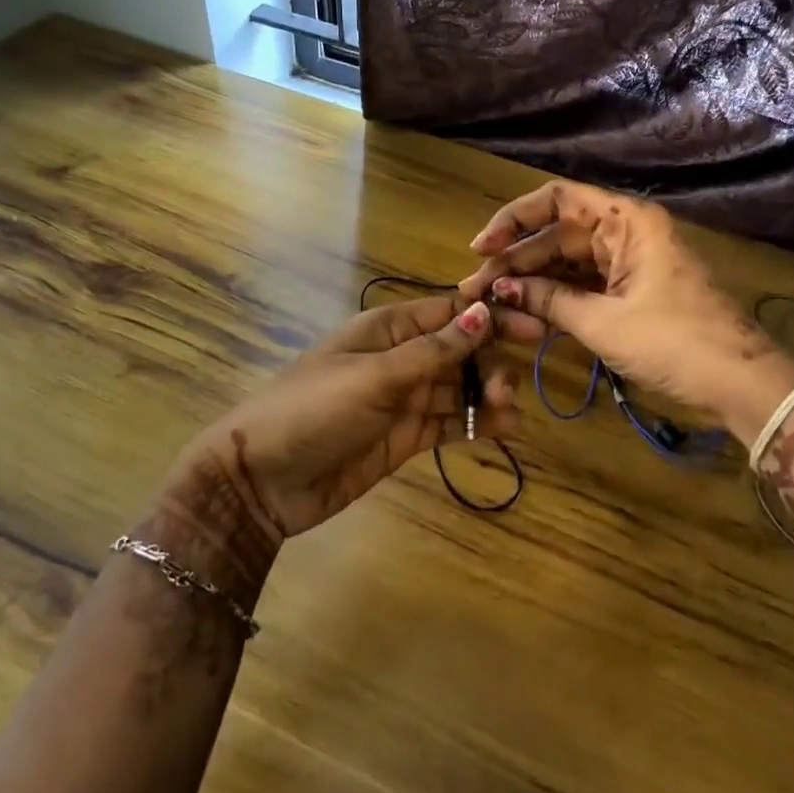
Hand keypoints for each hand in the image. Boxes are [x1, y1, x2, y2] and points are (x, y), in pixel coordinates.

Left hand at [169, 296, 526, 546]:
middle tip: (514, 383)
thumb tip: (482, 312)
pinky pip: (449, 423)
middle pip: (459, 349)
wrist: (261, 481)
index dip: (489, 314)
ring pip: (458, 388)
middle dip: (490, 359)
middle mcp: (399, 358)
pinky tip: (504, 429)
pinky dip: (477, 424)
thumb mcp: (373, 376)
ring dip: (487, 394)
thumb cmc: (312, 410)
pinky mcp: (404, 437)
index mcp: (387, 329)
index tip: (532, 322)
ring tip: (509, 410)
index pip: (448, 311)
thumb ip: (432, 350)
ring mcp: (402, 399)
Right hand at [457, 181, 793, 440]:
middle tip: (474, 290)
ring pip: (567, 262)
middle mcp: (625, 232)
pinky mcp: (631, 290)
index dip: (513, 220)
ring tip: (490, 303)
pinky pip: (584, 284)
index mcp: (626, 221)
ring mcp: (629, 262)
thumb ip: (548, 301)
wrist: (740, 383)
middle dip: (515, 262)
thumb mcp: (604, 322)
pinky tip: (524, 311)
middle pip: (557, 235)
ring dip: (531, 281)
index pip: (556, 200)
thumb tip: (498, 291)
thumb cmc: (674, 342)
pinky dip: (556, 297)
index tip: (482, 249)